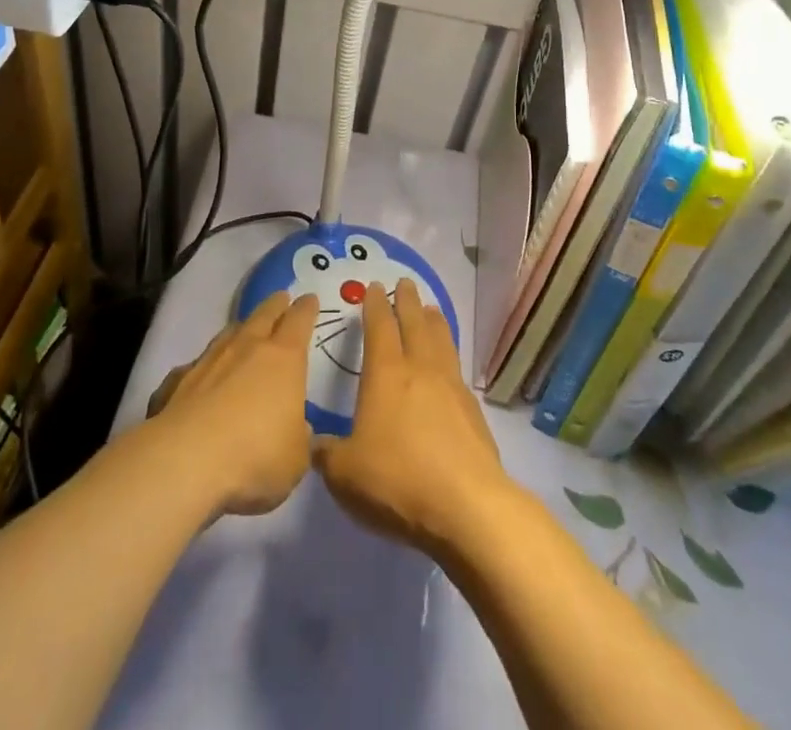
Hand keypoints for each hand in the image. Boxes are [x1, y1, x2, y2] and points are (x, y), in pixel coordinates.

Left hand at [145, 291, 318, 515]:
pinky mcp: (179, 380)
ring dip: (240, 329)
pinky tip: (202, 375)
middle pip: (264, 314)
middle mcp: (247, 348)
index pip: (299, 321)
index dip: (306, 309)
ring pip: (229, 333)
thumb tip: (295, 427)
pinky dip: (205, 365)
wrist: (187, 460)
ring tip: (245, 329)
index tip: (310, 299)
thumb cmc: (255, 455)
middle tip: (281, 298)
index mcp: (284, 359)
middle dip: (275, 305)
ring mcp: (210, 360)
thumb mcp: (295, 458)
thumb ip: (298, 438)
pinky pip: (197, 364)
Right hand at [313, 280, 509, 556]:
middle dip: (407, 302)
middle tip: (405, 283)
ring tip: (431, 309)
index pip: (379, 328)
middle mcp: (420, 370)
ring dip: (434, 322)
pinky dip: (450, 355)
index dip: (375, 306)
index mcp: (386, 375)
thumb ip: (327, 454)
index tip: (374, 287)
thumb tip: (316, 444)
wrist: (467, 507)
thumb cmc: (398, 482)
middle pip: (415, 324)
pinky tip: (449, 365)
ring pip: (442, 341)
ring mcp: (451, 388)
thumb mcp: (345, 474)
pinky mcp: (473, 412)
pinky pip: (457, 369)